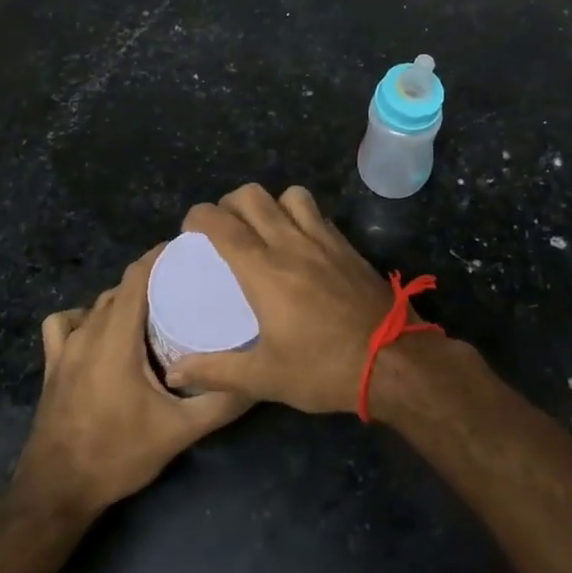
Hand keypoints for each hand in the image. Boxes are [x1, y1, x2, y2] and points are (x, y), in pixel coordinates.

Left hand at [15, 245, 249, 514]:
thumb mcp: (179, 432)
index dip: (162, 256)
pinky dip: (85, 317)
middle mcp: (88, 332)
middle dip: (153, 277)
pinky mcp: (52, 365)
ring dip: (126, 299)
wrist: (56, 493)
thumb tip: (260, 379)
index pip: (137, 275)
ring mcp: (65, 348)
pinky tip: (102, 333)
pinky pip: (66, 323)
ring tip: (156, 309)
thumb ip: (221, 403)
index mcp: (116, 338)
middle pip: (121, 287)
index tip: (191, 251)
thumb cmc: (118, 456)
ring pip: (98, 303)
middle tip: (189, 285)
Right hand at [168, 184, 415, 414]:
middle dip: (229, 203)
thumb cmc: (324, 369)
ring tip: (264, 229)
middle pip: (253, 196)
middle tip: (224, 228)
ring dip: (271, 203)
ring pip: (290, 194)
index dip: (199, 216)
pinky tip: (300, 243)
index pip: (222, 224)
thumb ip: (216, 371)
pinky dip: (300, 215)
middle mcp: (291, 243)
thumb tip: (176, 373)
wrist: (394, 361)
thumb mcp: (265, 378)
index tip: (190, 229)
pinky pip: (317, 213)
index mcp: (264, 270)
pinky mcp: (347, 246)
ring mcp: (324, 240)